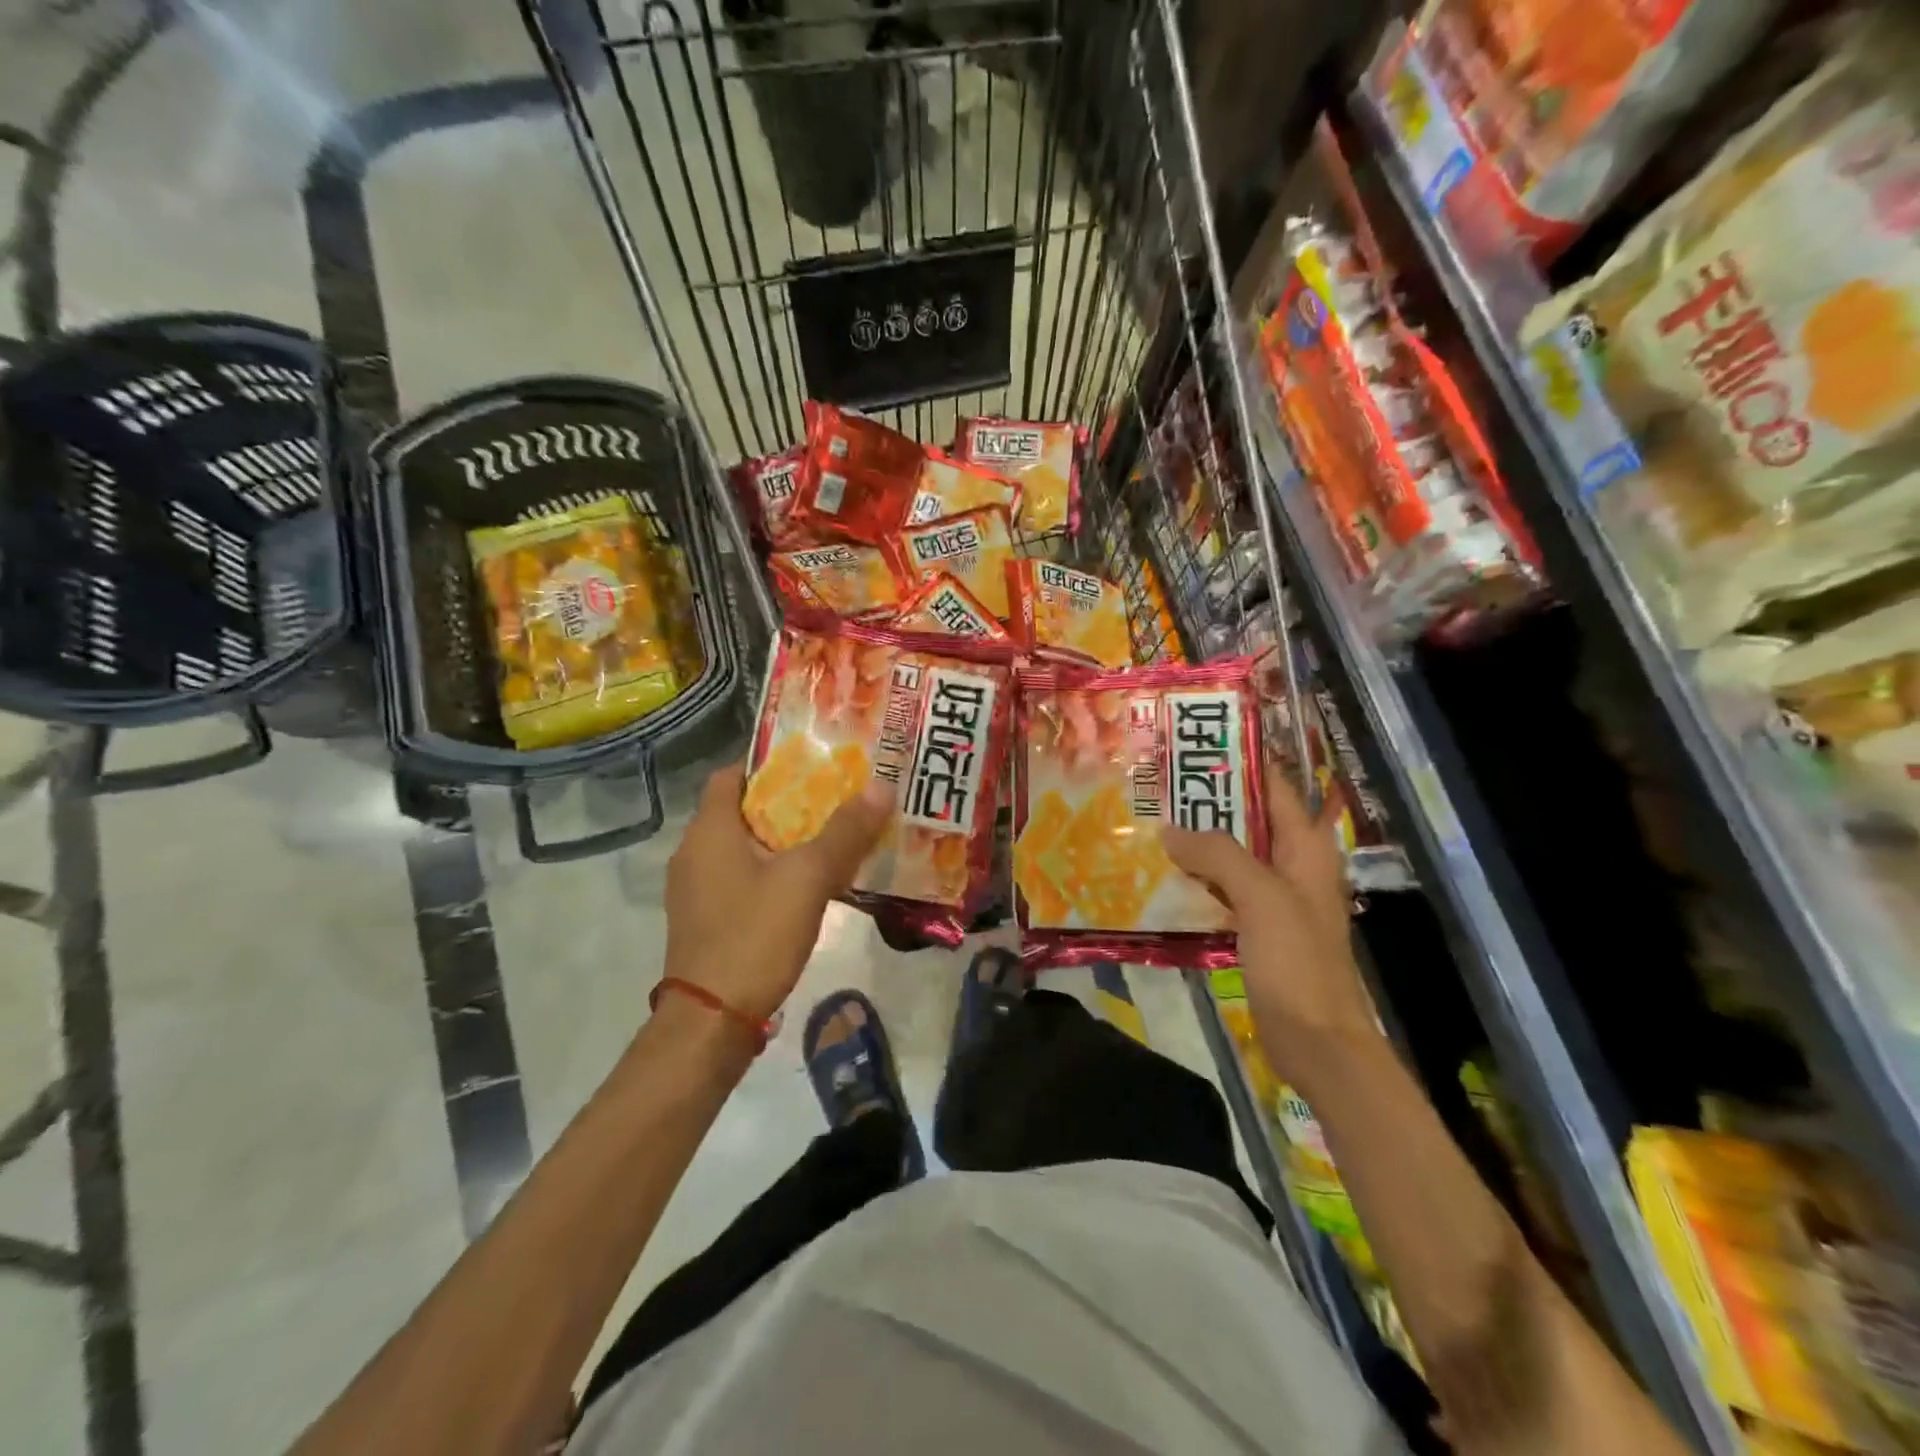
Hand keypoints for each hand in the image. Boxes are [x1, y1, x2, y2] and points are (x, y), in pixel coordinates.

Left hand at [664, 760, 891, 1024]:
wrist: (711, 1022)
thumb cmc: (754, 937)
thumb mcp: (808, 879)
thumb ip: (845, 832)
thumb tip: (881, 786)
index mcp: (709, 830)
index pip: (732, 774)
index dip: (771, 763)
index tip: (814, 765)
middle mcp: (693, 851)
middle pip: (742, 810)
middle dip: (788, 801)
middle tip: (836, 798)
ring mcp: (695, 889)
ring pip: (743, 847)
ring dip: (782, 839)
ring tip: (830, 837)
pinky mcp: (704, 918)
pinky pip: (740, 877)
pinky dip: (770, 871)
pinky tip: (806, 885)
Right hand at [1163, 767, 1380, 1091]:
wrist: (1316, 1040)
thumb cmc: (1297, 961)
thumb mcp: (1260, 897)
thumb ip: (1217, 855)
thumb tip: (1170, 829)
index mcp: (1305, 847)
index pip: (1273, 786)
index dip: (1238, 762)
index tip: (1191, 745)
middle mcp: (1291, 864)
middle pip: (1248, 819)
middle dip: (1207, 801)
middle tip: (1157, 784)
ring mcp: (1273, 897)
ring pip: (1231, 855)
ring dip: (1197, 841)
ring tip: (1151, 820)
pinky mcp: (1255, 927)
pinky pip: (1222, 889)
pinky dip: (1197, 878)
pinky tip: (1162, 874)